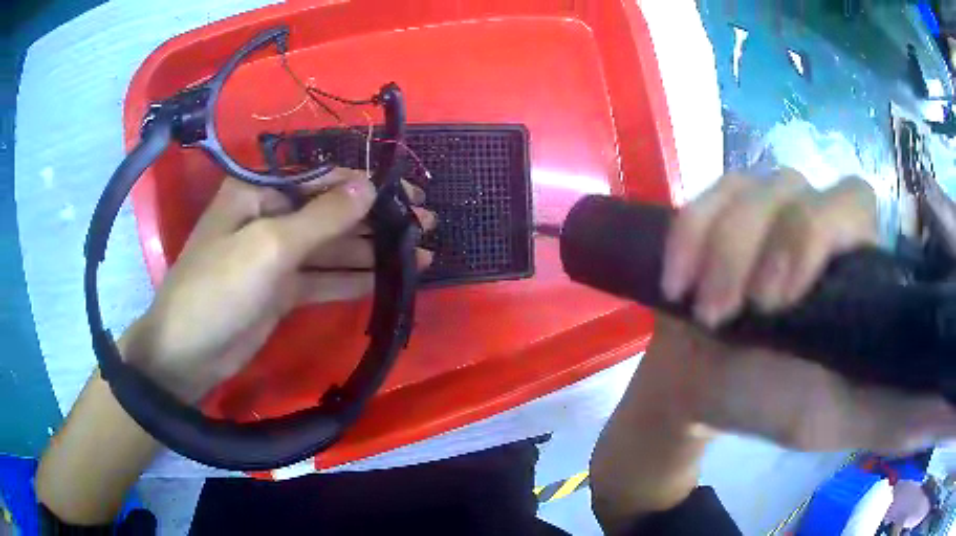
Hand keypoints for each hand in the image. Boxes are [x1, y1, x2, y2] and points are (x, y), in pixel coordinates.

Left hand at [121, 170, 434, 402]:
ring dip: (373, 250)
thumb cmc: (218, 289)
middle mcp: (269, 216)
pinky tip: (389, 280)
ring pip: (332, 247)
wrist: (188, 354)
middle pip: (331, 212)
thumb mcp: (269, 246)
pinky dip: (354, 279)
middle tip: (426, 224)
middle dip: (377, 219)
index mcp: (259, 191)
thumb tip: (369, 185)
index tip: (409, 194)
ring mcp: (277, 256)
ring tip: (422, 253)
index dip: (367, 184)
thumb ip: (322, 216)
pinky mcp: (283, 290)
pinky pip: (324, 278)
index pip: (321, 177)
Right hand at [649, 169, 955, 450]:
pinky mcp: (717, 206)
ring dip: (721, 252)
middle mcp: (813, 218)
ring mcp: (762, 205)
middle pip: (799, 188)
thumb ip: (897, 413)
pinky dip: (688, 235)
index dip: (824, 230)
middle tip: (739, 310)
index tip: (786, 296)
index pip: (854, 202)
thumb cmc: (769, 402)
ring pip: (749, 191)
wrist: (699, 387)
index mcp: (849, 263)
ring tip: (702, 311)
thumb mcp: (839, 419)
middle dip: (769, 245)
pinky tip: (676, 280)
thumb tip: (947, 406)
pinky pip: (705, 195)